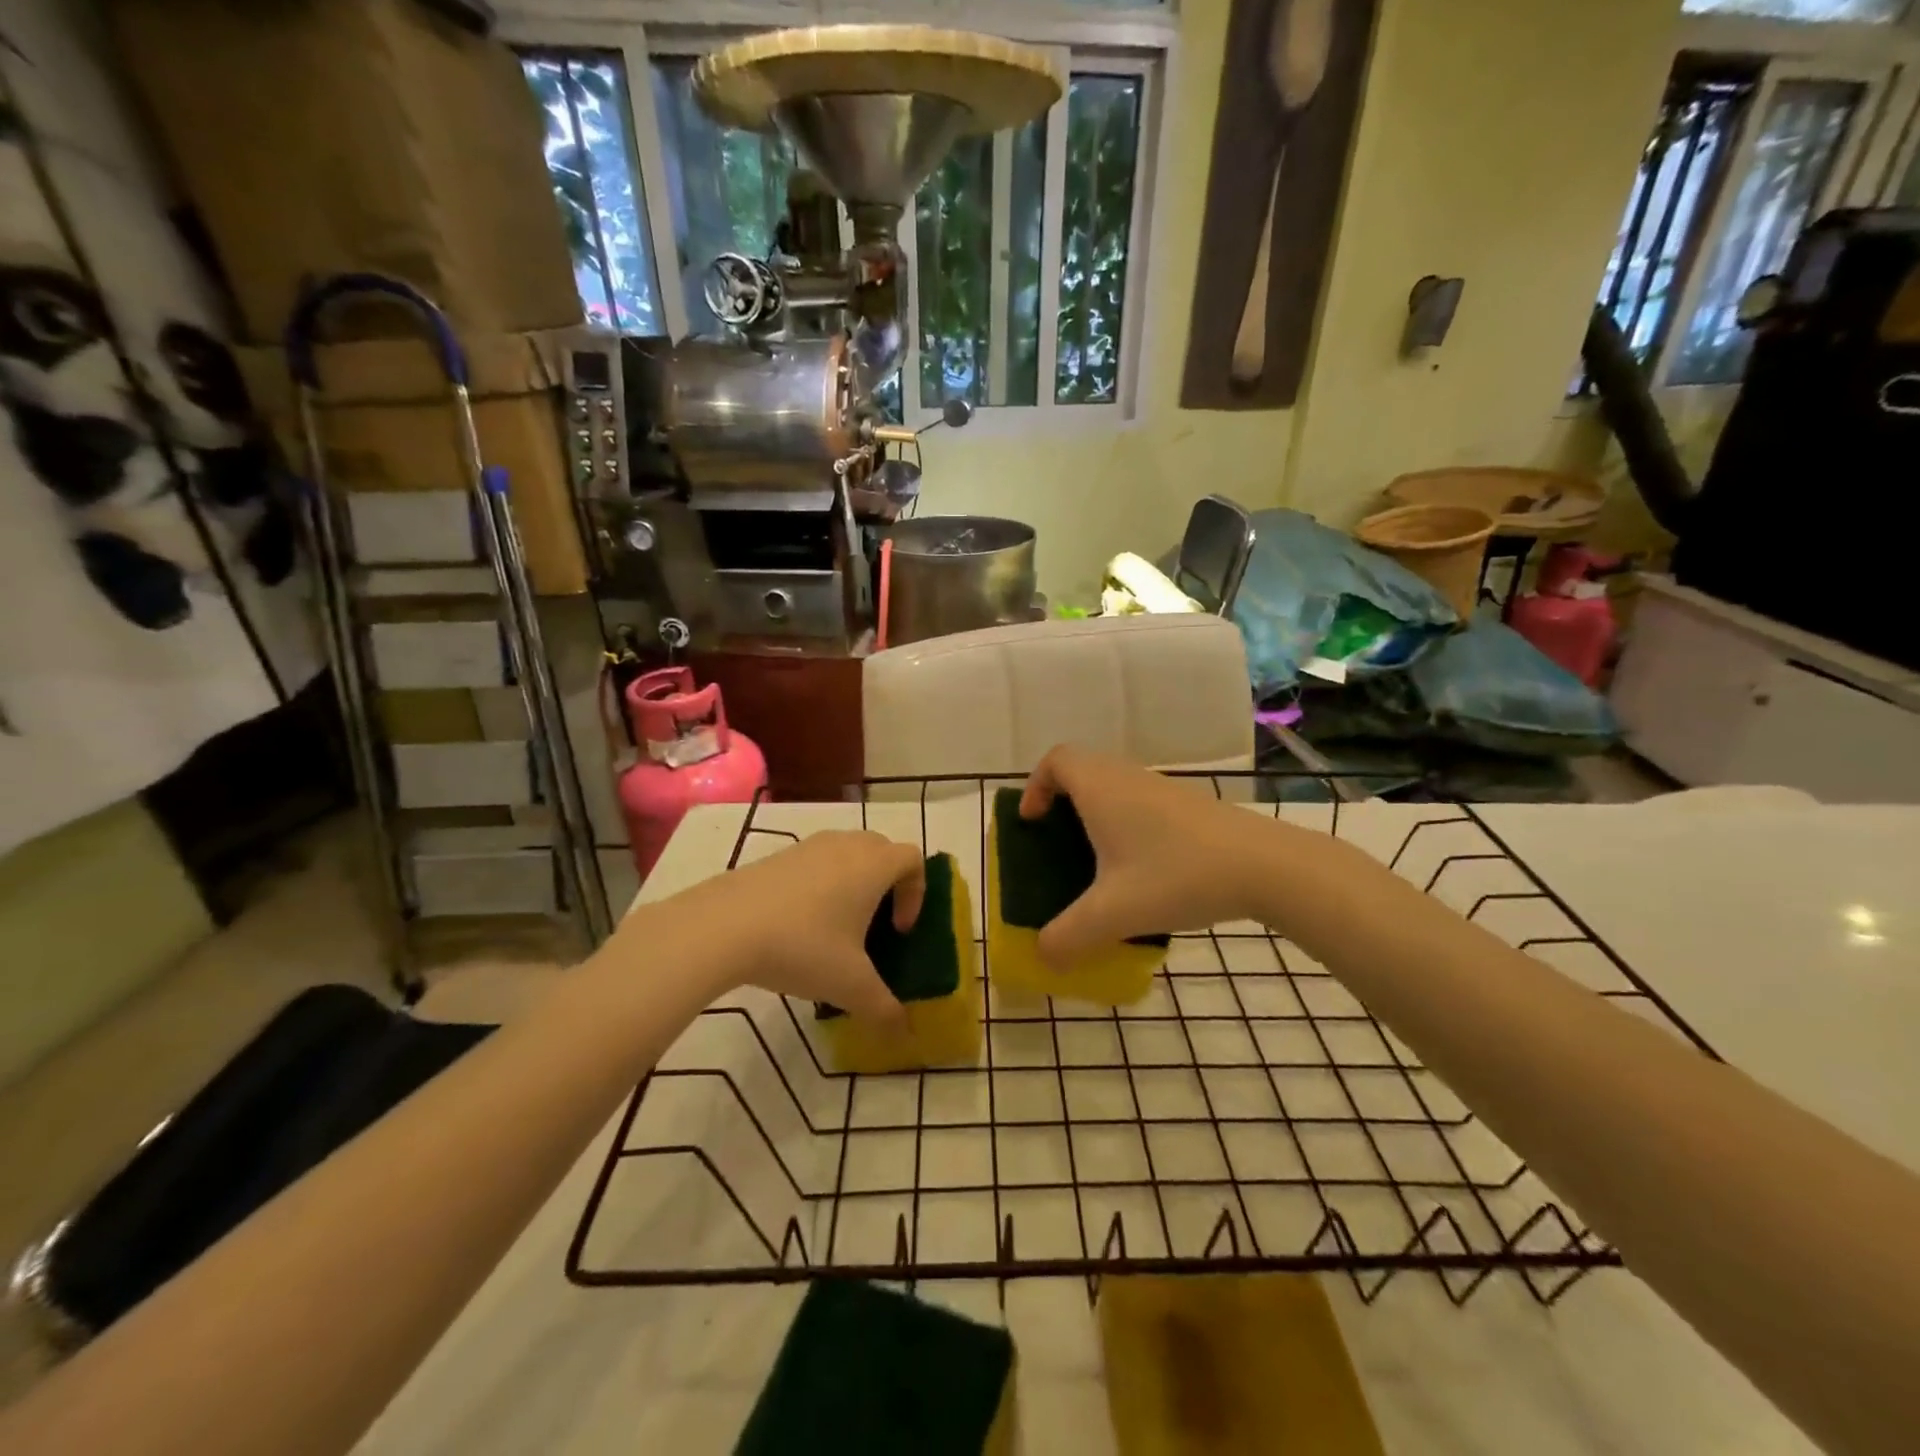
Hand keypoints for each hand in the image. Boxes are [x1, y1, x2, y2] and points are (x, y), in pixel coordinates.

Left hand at [671, 831, 923, 1026]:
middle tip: (875, 925)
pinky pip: (814, 861)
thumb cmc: (803, 946)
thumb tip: (903, 1032)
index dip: (916, 892)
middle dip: (887, 884)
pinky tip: (798, 925)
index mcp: (873, 866)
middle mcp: (846, 846)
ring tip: (836, 927)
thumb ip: (883, 1008)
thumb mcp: (850, 986)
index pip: (912, 859)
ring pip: (846, 853)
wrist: (724, 925)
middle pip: (881, 850)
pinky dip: (820, 884)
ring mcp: (808, 846)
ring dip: (852, 883)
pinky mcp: (777, 855)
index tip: (899, 930)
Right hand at [1020, 745, 1262, 965]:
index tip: (1033, 823)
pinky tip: (1141, 870)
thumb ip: (1067, 937)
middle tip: (1057, 844)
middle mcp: (1127, 777)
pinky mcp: (1189, 805)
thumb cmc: (1176, 876)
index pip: (1055, 760)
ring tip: (1097, 863)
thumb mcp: (1112, 914)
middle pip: (1083, 770)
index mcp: (1100, 788)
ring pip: (1114, 786)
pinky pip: (1141, 801)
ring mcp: (1162, 788)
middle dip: (1062, 802)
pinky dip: (1127, 823)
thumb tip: (1042, 956)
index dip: (1035, 786)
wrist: (1264, 866)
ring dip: (1097, 814)